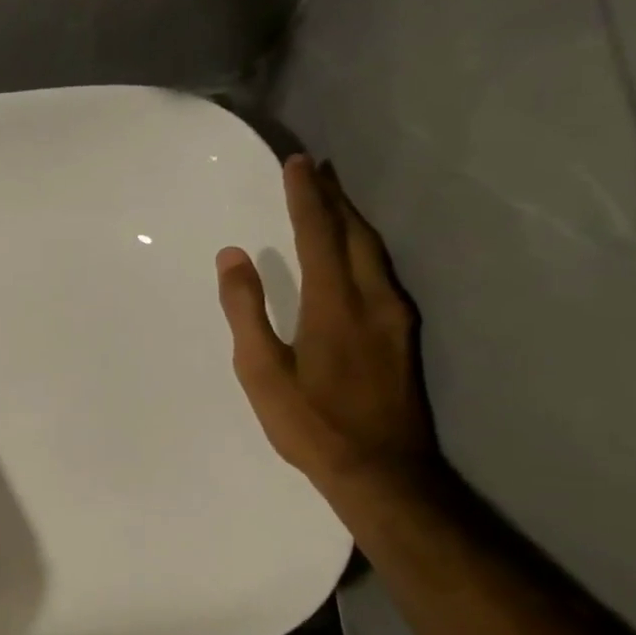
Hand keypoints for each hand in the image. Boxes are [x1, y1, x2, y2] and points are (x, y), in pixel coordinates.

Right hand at [217, 154, 437, 494]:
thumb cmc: (310, 422)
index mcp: (334, 304)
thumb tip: (232, 256)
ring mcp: (396, 317)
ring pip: (375, 251)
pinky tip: (355, 252)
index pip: (318, 234)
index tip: (297, 163)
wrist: (383, 471)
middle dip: (335, 198)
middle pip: (356, 233)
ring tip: (333, 199)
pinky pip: (382, 272)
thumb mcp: (261, 370)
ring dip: (352, 219)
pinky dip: (364, 247)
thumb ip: (246, 310)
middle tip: (318, 169)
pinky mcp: (403, 335)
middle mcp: (373, 299)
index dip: (306, 197)